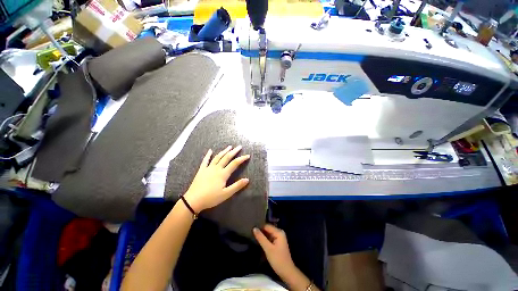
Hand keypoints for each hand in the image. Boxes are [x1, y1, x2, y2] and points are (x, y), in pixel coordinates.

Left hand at [183, 145, 249, 212]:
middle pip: (227, 157)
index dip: (242, 159)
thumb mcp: (226, 194)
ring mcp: (208, 168)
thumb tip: (247, 179)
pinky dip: (208, 155)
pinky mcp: (201, 170)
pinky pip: (205, 160)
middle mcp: (217, 168)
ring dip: (224, 151)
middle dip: (234, 151)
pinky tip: (210, 150)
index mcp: (223, 174)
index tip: (248, 155)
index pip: (235, 163)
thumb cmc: (211, 198)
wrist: (193, 200)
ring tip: (229, 147)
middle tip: (239, 146)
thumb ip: (237, 186)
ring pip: (218, 157)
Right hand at [253, 224, 295, 277]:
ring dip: (262, 236)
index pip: (267, 226)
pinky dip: (265, 239)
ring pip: (268, 234)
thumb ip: (261, 238)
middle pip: (268, 229)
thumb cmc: (278, 260)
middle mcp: (280, 233)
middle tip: (251, 233)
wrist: (287, 272)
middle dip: (261, 231)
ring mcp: (279, 238)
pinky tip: (259, 241)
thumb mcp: (268, 248)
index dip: (259, 227)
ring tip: (254, 236)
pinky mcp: (278, 243)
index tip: (251, 230)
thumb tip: (254, 228)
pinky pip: (270, 238)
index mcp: (279, 232)